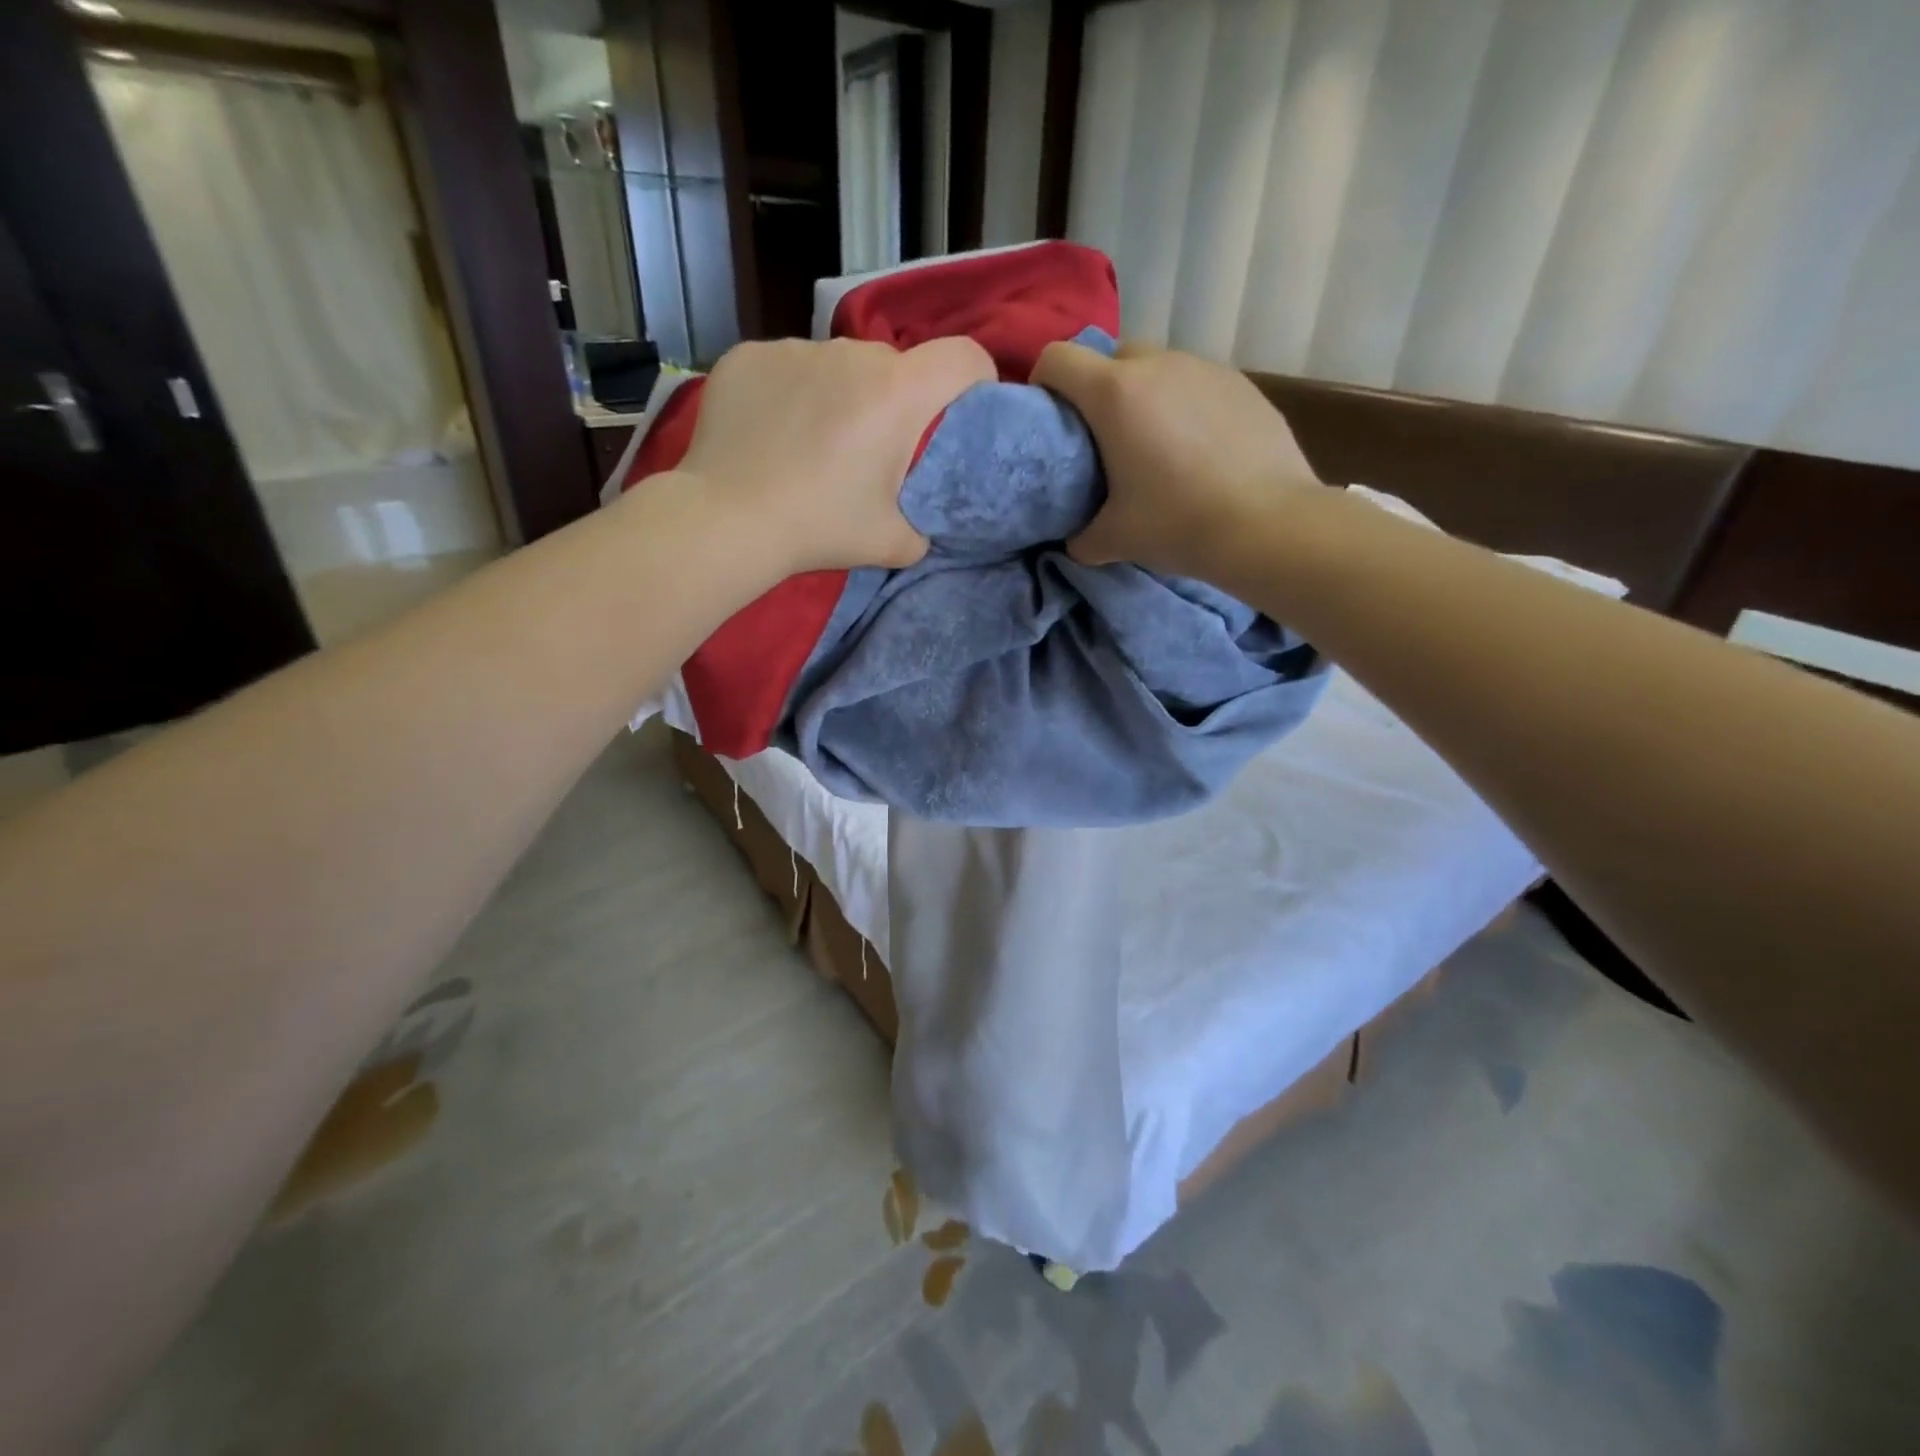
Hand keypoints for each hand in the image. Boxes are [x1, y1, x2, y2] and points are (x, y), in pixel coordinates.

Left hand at [679, 335, 995, 572]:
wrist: (728, 520)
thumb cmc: (820, 527)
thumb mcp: (892, 543)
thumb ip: (923, 529)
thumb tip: (920, 525)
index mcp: (899, 393)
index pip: (964, 357)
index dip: (976, 379)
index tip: (965, 408)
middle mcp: (852, 354)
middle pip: (894, 365)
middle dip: (895, 400)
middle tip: (872, 450)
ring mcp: (795, 348)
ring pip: (837, 365)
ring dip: (839, 395)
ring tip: (812, 444)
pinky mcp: (749, 355)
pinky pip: (787, 368)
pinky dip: (789, 394)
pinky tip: (771, 433)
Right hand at [1030, 341, 1323, 579]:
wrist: (1267, 524)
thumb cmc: (1177, 523)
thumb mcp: (1114, 539)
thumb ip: (1081, 536)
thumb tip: (1075, 540)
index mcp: (1115, 393)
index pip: (1057, 358)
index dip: (1043, 382)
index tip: (1049, 418)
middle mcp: (1158, 365)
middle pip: (1110, 358)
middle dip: (1098, 390)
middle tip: (1104, 440)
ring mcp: (1205, 369)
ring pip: (1158, 369)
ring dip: (1145, 397)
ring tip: (1156, 447)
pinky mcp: (1242, 384)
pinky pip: (1197, 385)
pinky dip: (1185, 407)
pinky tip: (1199, 451)